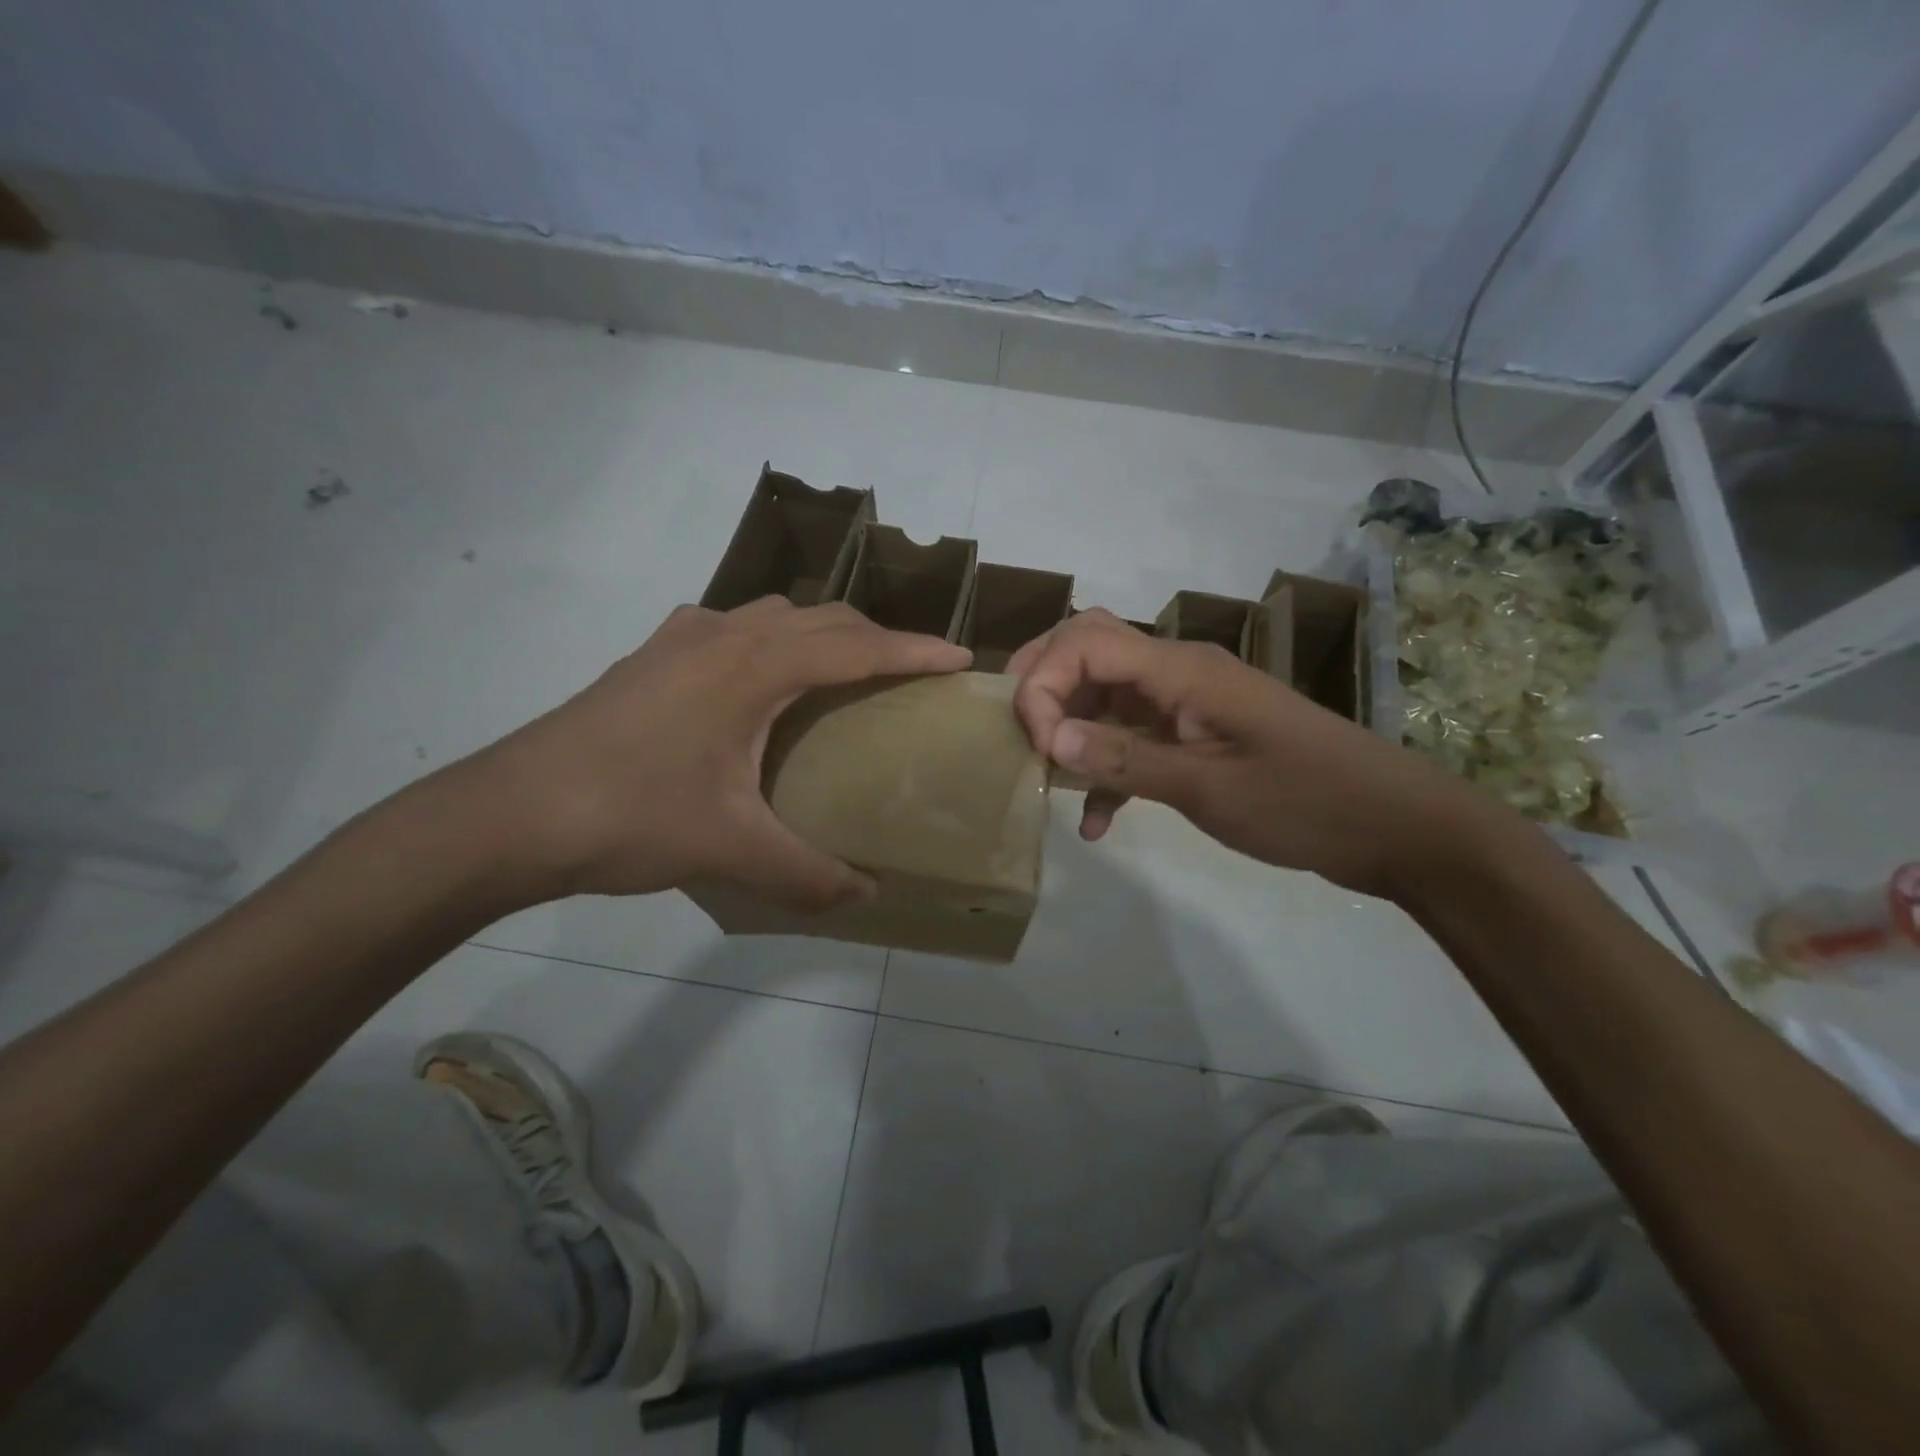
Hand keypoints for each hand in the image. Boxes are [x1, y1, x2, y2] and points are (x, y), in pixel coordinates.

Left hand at [461, 598, 970, 909]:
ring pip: (774, 615)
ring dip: (822, 632)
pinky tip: (756, 676)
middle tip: (912, 671)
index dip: (915, 650)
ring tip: (845, 670)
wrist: (509, 814)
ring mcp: (681, 640)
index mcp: (755, 667)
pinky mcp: (651, 656)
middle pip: (822, 618)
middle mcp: (724, 636)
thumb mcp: (730, 849)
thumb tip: (863, 896)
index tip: (961, 659)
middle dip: (877, 637)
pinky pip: (731, 628)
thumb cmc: (629, 816)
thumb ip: (806, 873)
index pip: (856, 647)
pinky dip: (768, 640)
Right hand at [1008, 609, 1493, 897]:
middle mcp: (1177, 671)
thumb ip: (1124, 760)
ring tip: (1045, 780)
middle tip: (1015, 734)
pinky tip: (1097, 823)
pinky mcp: (1196, 734)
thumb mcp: (1209, 787)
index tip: (1037, 747)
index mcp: (1181, 669)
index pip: (1085, 642)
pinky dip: (1107, 769)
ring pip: (1105, 694)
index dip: (1043, 684)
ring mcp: (1186, 702)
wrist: (1393, 827)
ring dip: (1070, 730)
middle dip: (1043, 684)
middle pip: (1089, 648)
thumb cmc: (1305, 801)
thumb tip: (1049, 738)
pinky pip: (1133, 737)